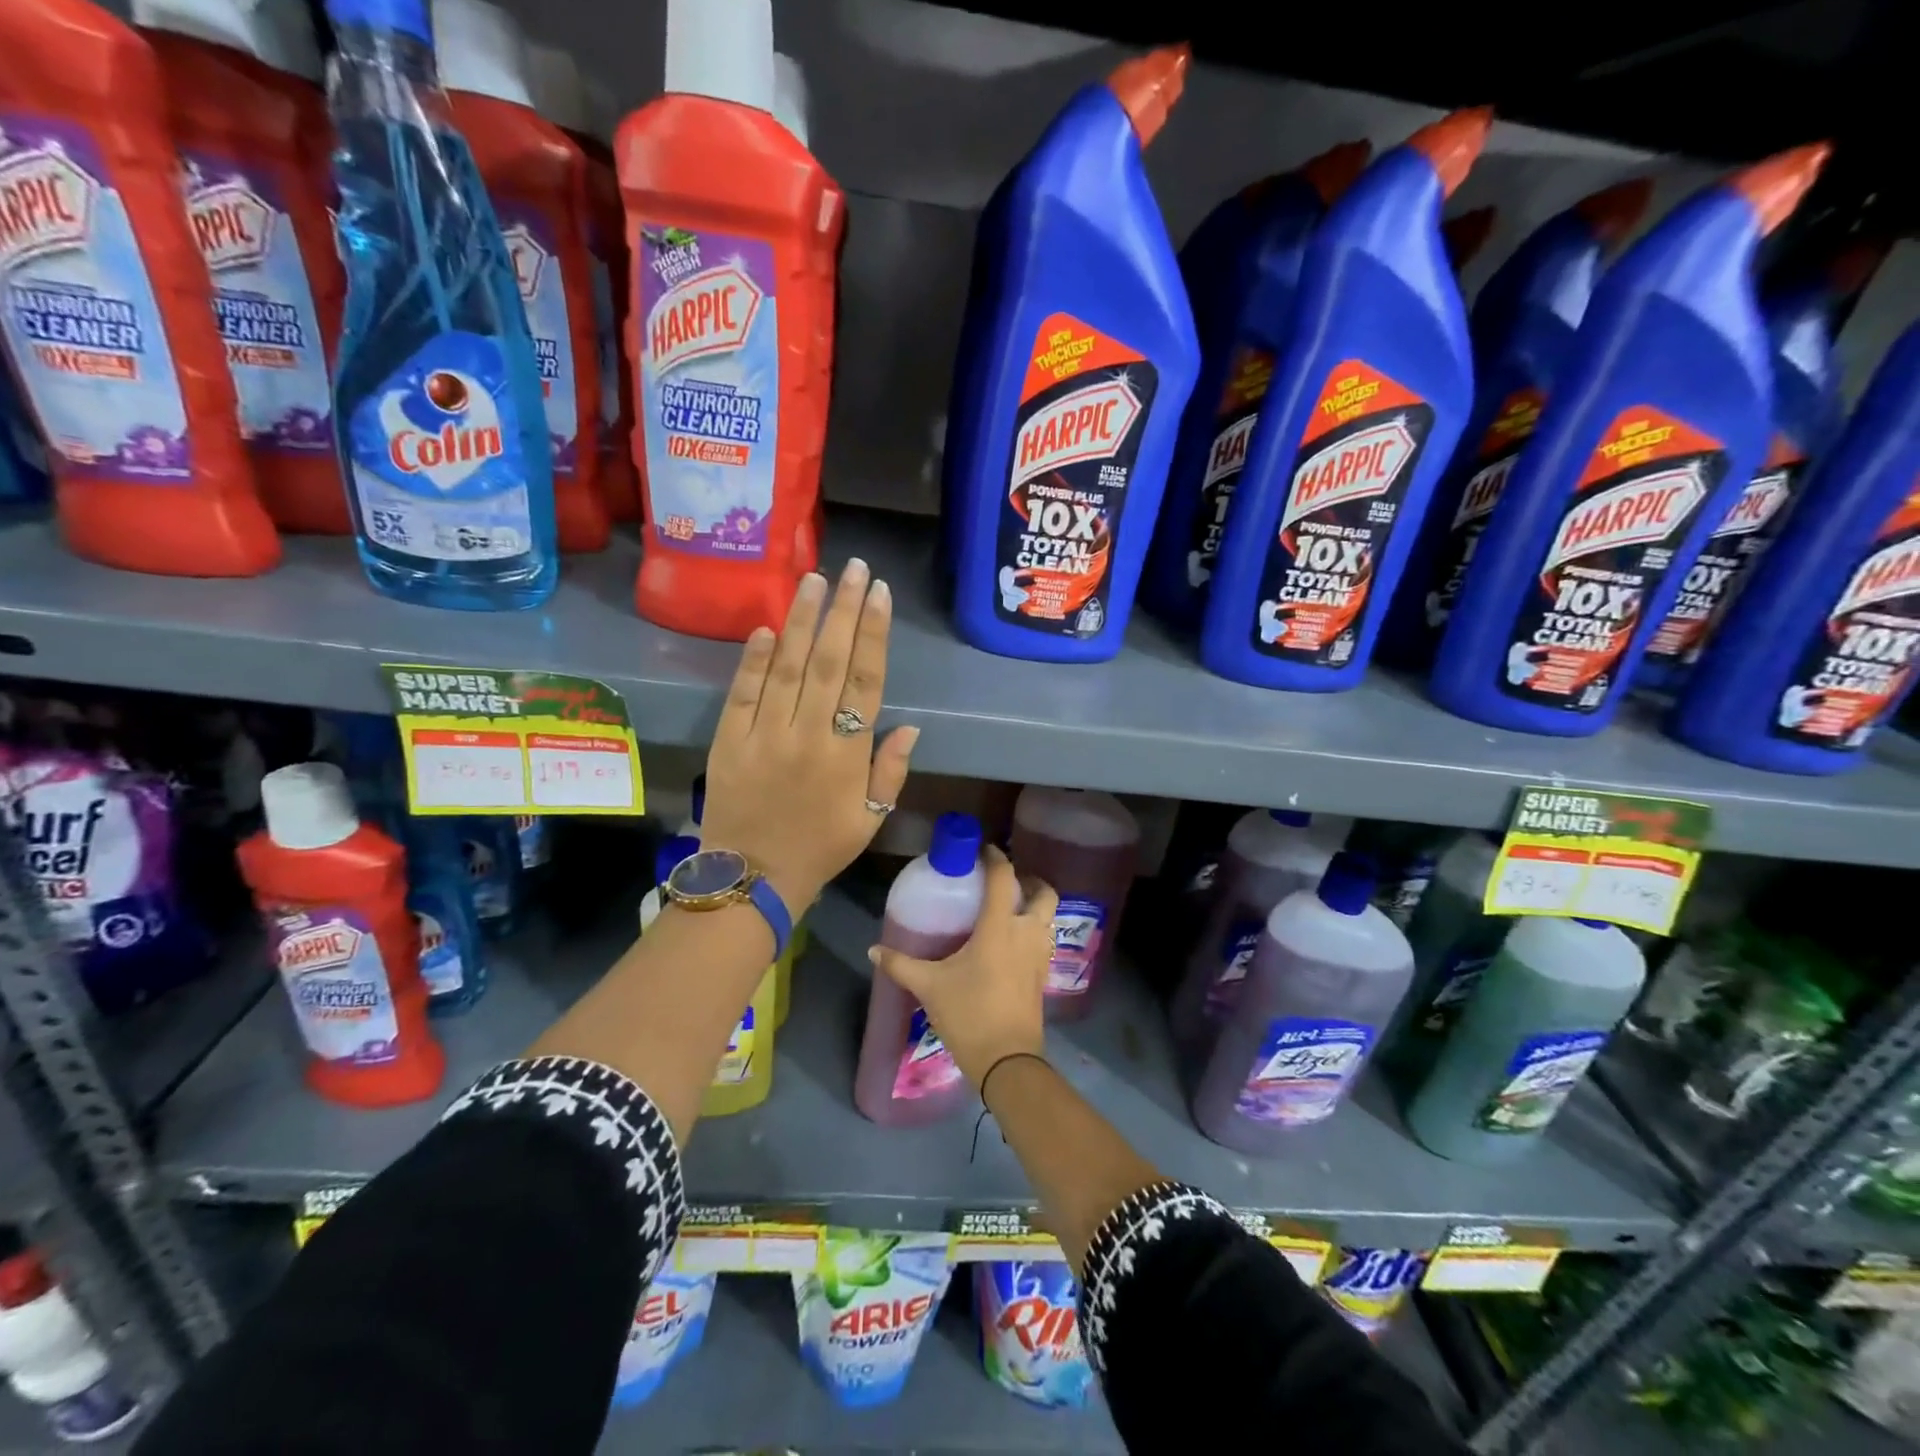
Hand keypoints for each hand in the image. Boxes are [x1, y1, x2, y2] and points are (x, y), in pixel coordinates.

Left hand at [700, 559, 916, 910]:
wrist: (752, 879)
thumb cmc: (820, 848)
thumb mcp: (870, 818)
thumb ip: (890, 771)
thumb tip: (910, 726)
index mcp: (847, 755)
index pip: (866, 682)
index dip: (874, 635)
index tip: (880, 595)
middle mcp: (808, 735)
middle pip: (830, 662)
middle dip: (844, 611)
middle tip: (854, 569)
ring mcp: (765, 734)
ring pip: (787, 667)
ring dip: (802, 621)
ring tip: (814, 580)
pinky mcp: (729, 740)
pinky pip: (743, 693)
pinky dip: (753, 660)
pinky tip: (766, 628)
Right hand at [869, 846, 1058, 1090]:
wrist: (1007, 1060)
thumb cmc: (969, 1014)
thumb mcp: (930, 987)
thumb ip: (902, 964)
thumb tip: (874, 950)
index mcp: (999, 927)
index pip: (1004, 877)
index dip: (995, 858)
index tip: (983, 850)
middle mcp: (1026, 933)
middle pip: (1042, 892)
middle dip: (1028, 881)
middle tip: (1004, 884)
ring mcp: (1040, 954)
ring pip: (1048, 916)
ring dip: (1034, 906)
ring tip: (1008, 910)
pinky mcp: (1044, 974)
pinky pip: (1044, 938)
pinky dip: (1033, 930)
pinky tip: (1011, 943)